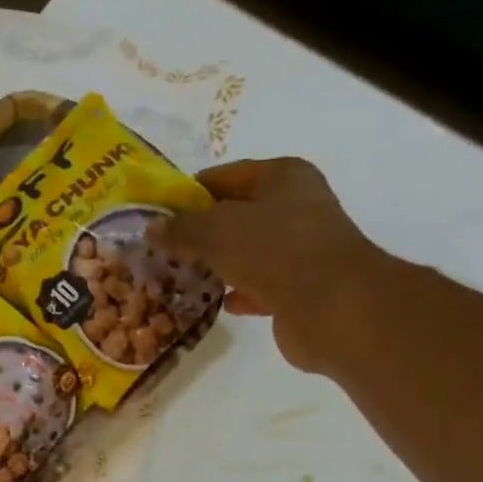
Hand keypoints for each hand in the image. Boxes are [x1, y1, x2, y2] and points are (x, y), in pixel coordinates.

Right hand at [151, 157, 391, 372]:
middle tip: (163, 252)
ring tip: (181, 278)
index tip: (157, 217)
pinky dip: (239, 292)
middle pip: (235, 216)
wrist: (330, 305)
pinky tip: (217, 303)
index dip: (188, 194)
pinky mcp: (301, 286)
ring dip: (218, 265)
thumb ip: (180, 228)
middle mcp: (296, 206)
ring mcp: (301, 248)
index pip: (224, 177)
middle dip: (200, 234)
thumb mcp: (214, 231)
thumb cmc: (272, 250)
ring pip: (247, 252)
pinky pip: (260, 285)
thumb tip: (152, 229)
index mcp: (282, 177)